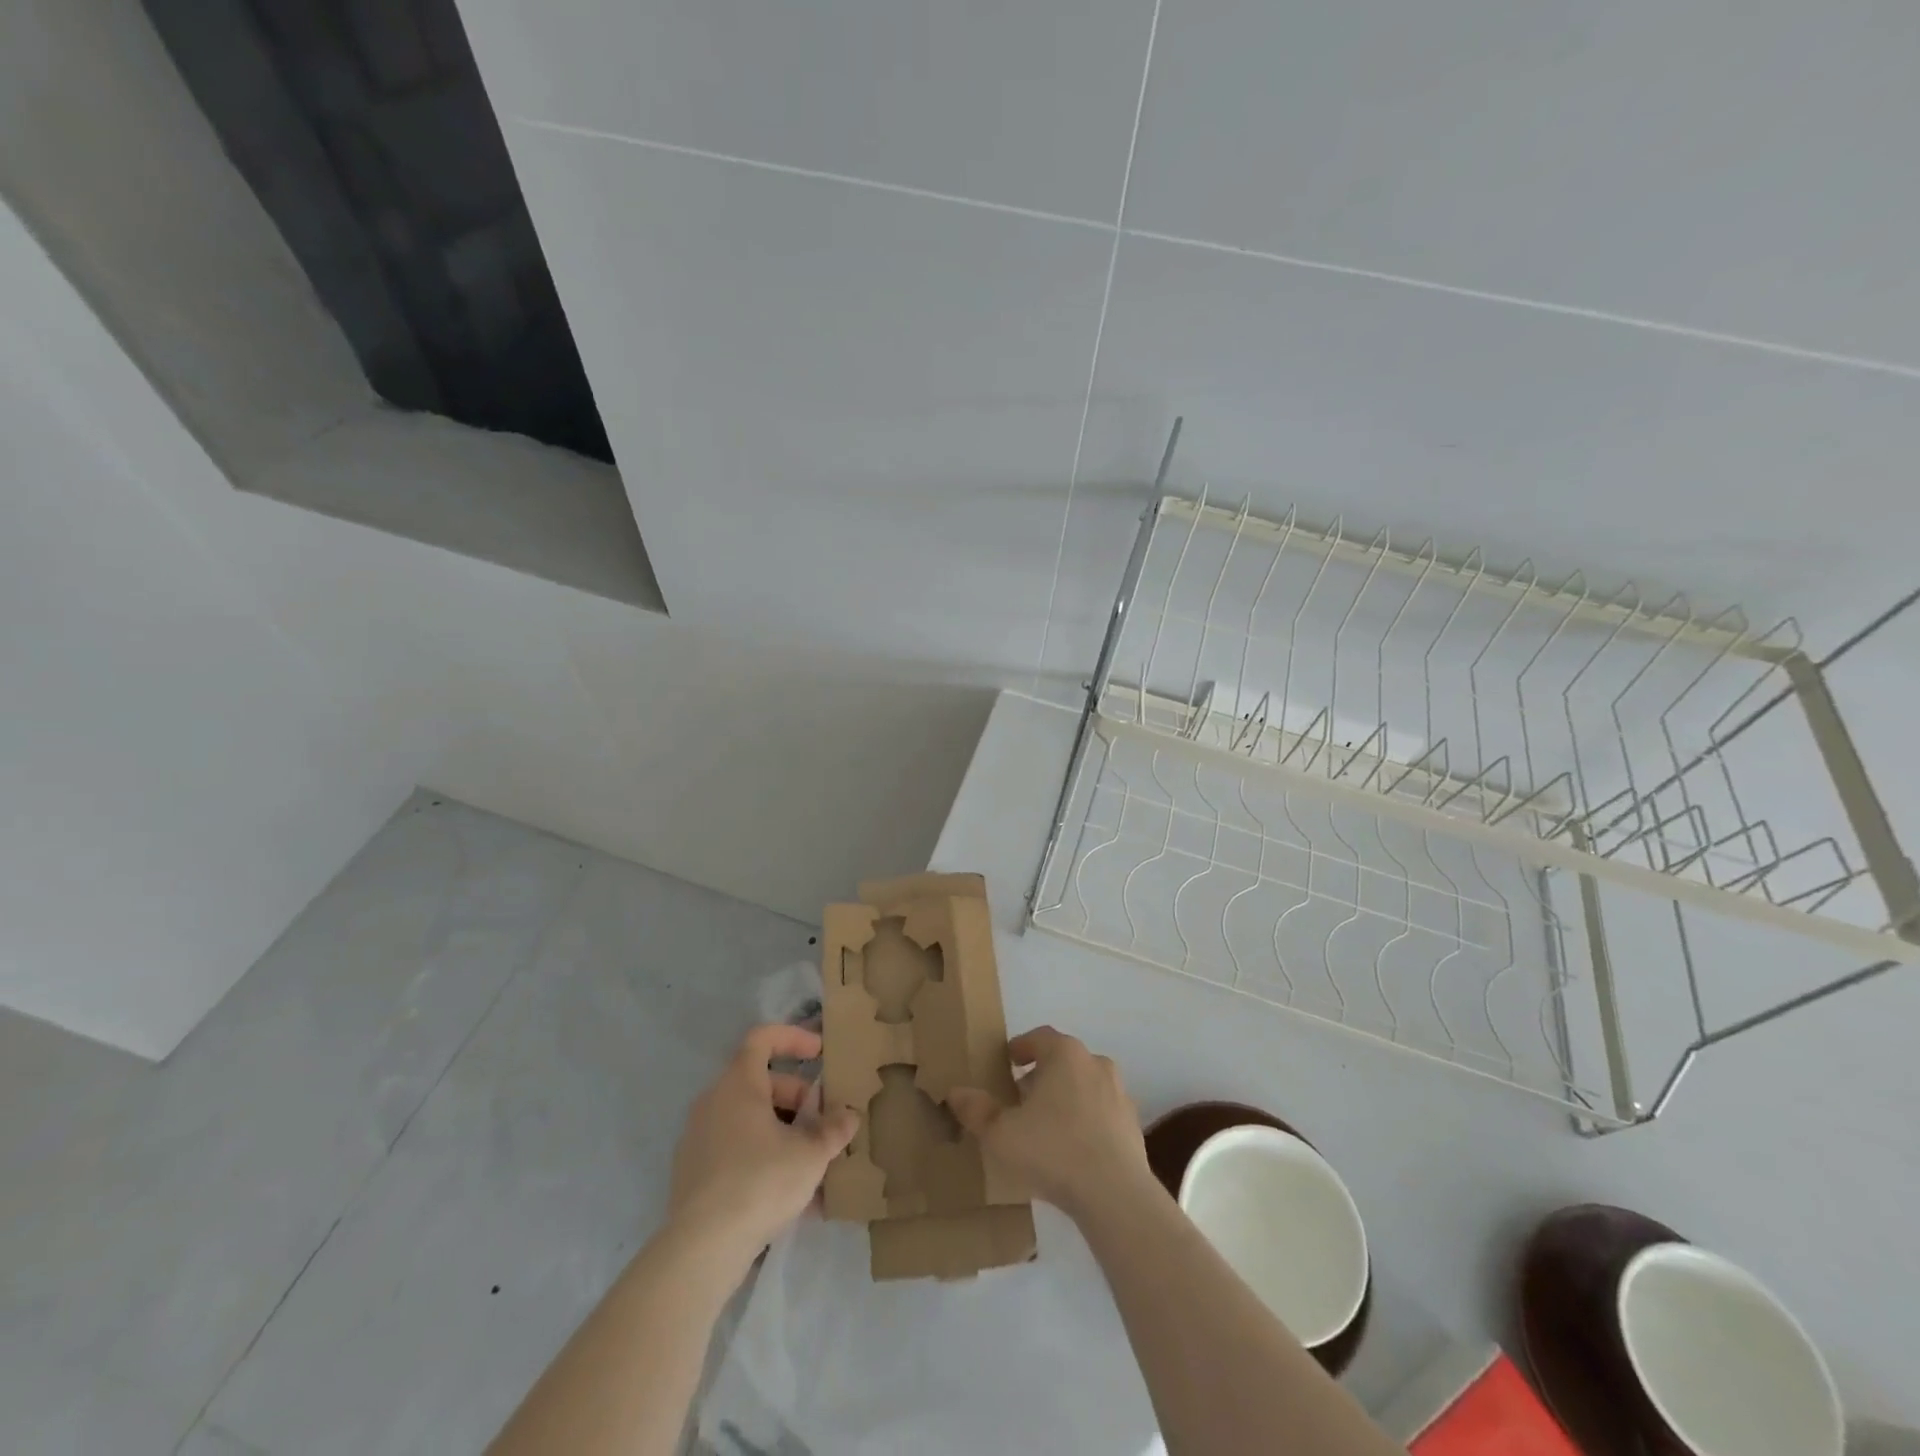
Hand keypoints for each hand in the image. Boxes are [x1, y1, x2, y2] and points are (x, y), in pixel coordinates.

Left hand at [667, 1025, 857, 1269]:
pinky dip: (763, 1157)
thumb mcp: (810, 1154)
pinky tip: (790, 1195)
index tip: (820, 1052)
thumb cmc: (759, 1182)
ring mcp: (698, 1139)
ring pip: (748, 1119)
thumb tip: (848, 1115)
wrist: (701, 1249)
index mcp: (738, 1084)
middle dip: (797, 1097)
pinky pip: (735, 1150)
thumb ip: (833, 1129)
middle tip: (824, 1122)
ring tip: (813, 1163)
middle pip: (759, 1083)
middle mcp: (713, 1102)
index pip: (762, 1039)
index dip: (793, 1038)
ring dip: (783, 1131)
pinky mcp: (693, 1174)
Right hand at [947, 1026, 1153, 1221]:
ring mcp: (1119, 1094)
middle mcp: (1096, 1064)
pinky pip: (1102, 1114)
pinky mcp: (1133, 1126)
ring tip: (1045, 1126)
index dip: (1021, 1047)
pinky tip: (1072, 1150)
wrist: (1115, 1195)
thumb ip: (976, 1110)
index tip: (1007, 1062)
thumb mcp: (1000, 1134)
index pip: (1039, 1037)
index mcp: (1065, 1054)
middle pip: (1063, 1060)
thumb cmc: (1052, 1151)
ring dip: (1065, 1098)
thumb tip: (955, 1092)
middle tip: (1020, 1098)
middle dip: (1041, 1075)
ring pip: (1085, 1086)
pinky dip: (1086, 1122)